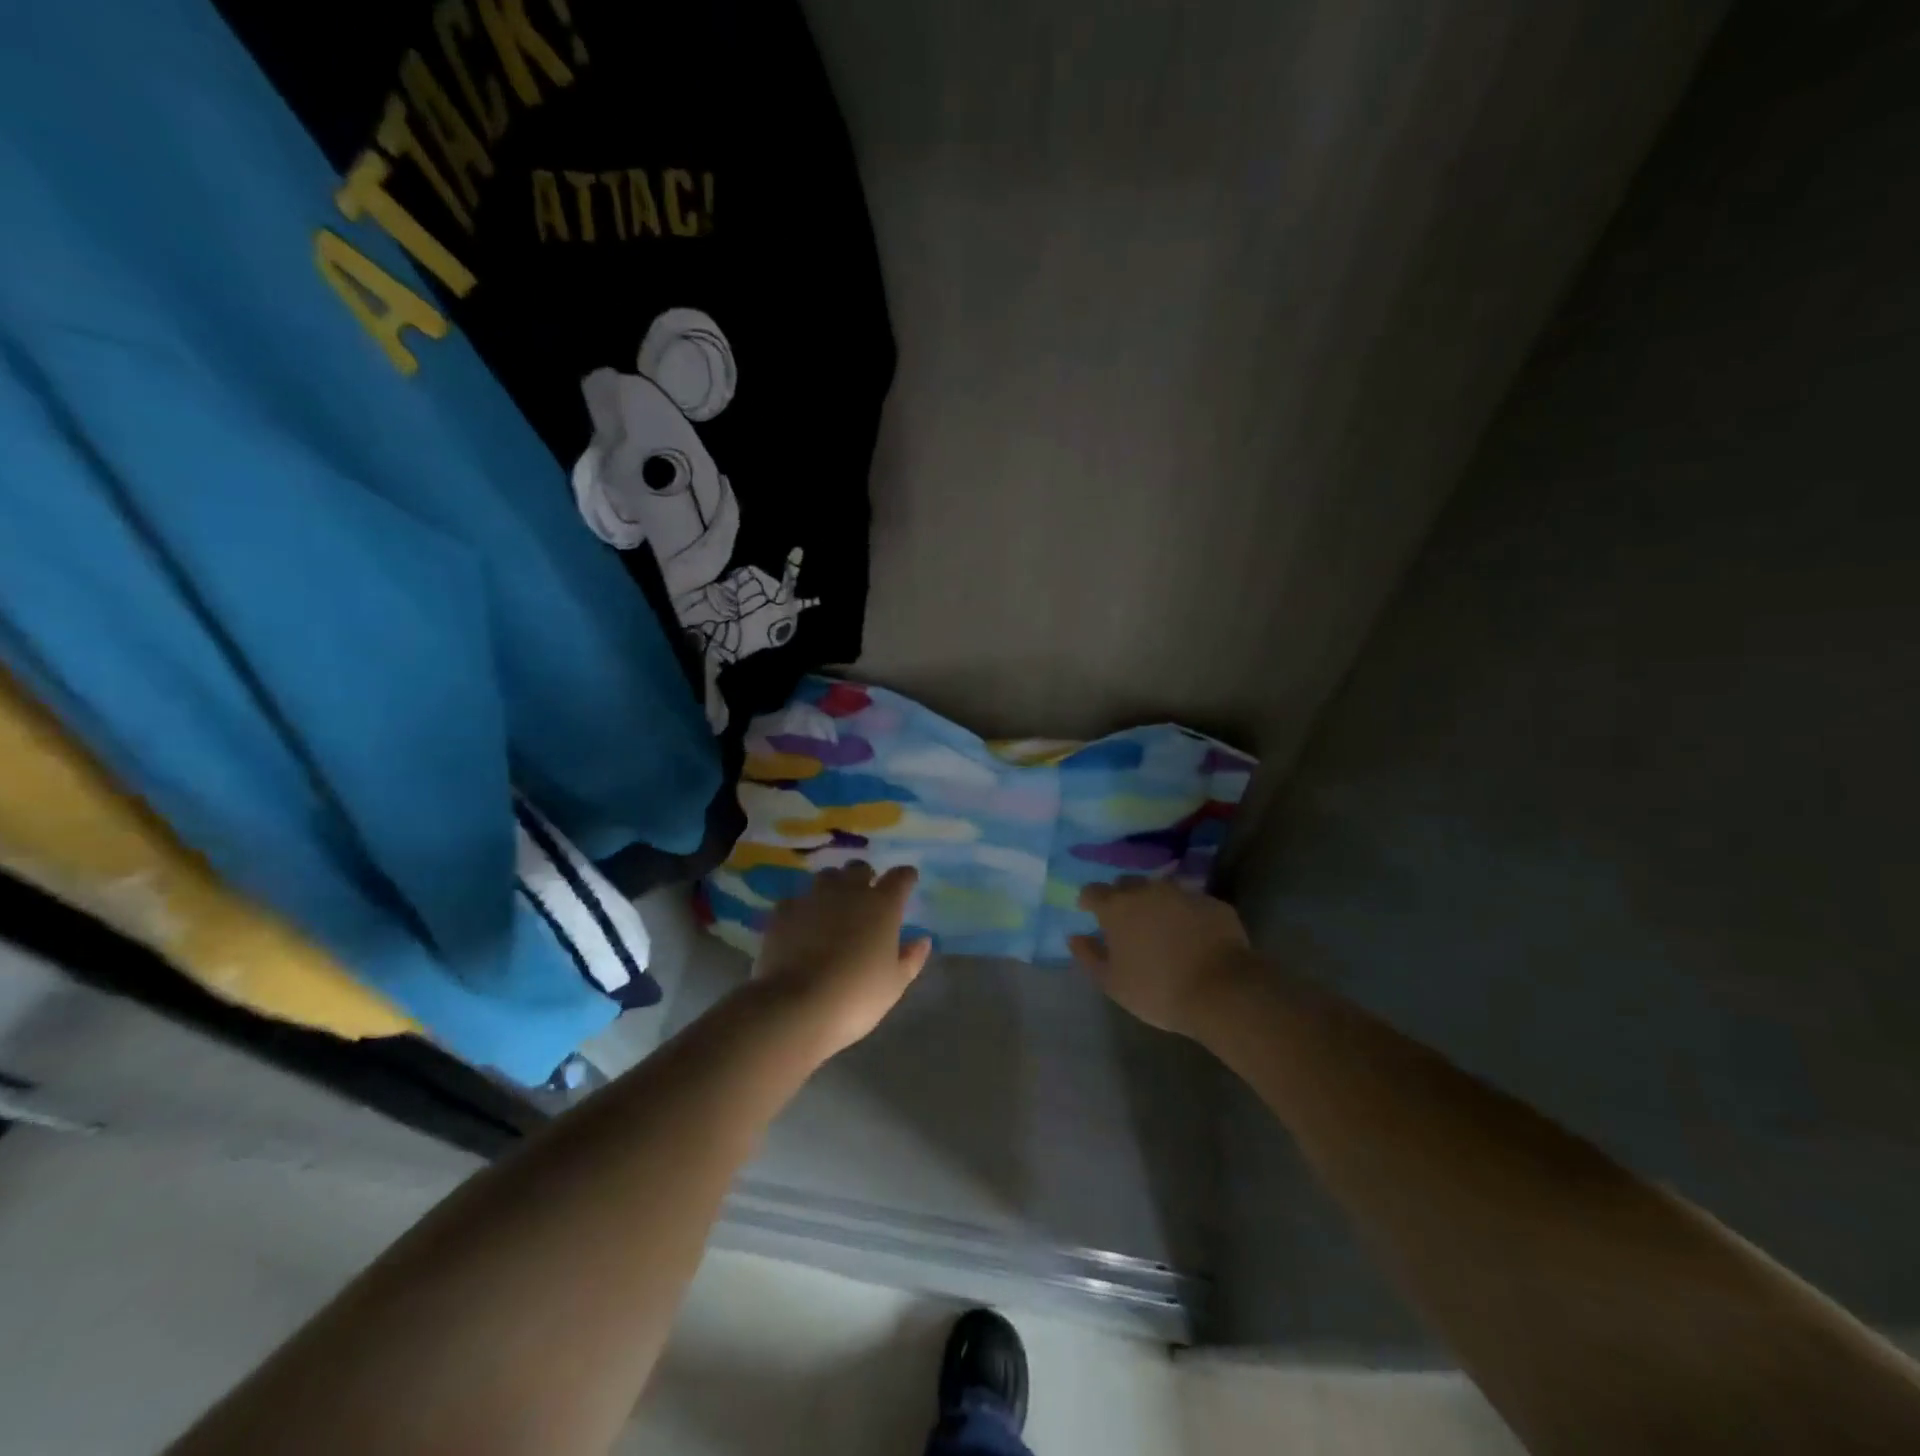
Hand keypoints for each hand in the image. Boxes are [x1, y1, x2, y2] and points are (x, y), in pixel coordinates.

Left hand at [751, 863, 931, 1059]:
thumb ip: (911, 958)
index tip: (908, 880)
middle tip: (866, 894)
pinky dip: (802, 908)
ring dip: (833, 886)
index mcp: (882, 906)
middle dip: (865, 876)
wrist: (797, 1006)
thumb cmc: (856, 996)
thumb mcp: (894, 984)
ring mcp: (813, 898)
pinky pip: (796, 900)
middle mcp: (849, 892)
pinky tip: (801, 925)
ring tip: (832, 905)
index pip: (900, 877)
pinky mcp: (784, 911)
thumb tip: (922, 940)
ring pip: (826, 877)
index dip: (905, 877)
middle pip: (859, 868)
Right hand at [1069, 879, 1255, 1037]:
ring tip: (1160, 928)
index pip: (1093, 891)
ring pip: (1160, 890)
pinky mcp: (1213, 903)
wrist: (1222, 991)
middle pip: (1126, 884)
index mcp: (1117, 906)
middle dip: (1122, 898)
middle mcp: (1147, 890)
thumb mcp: (1112, 983)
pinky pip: (1190, 903)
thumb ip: (1089, 956)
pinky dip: (1185, 914)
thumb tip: (1075, 936)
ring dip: (1154, 903)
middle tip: (1126, 922)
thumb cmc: (1157, 989)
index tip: (1089, 912)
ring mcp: (1183, 893)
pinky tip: (1191, 935)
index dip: (1089, 901)